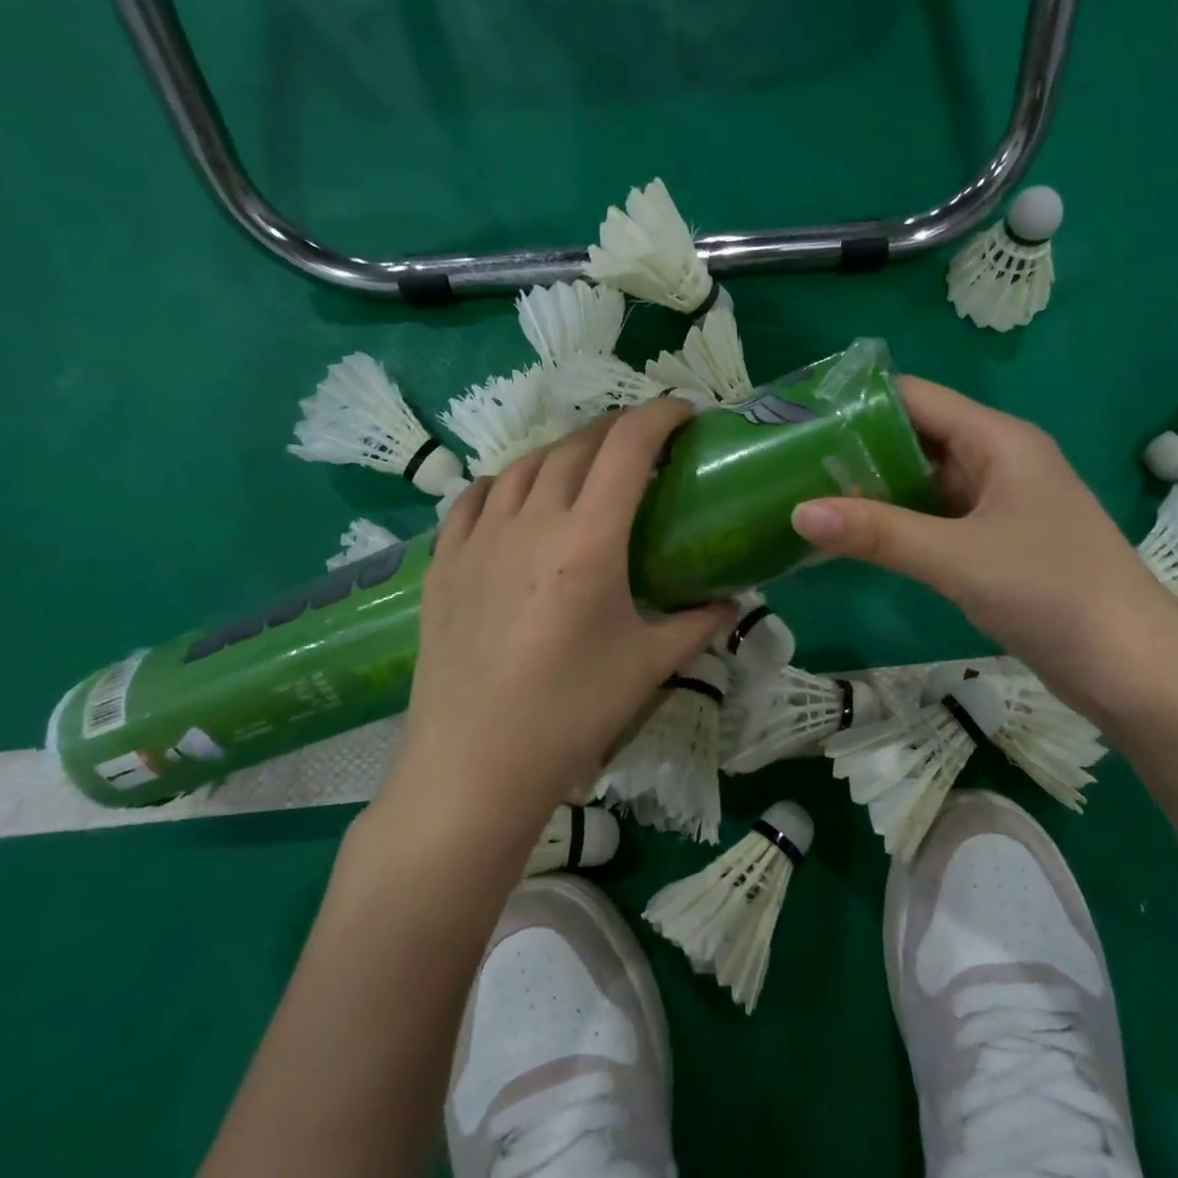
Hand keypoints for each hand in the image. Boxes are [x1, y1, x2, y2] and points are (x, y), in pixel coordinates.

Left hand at [376, 399, 732, 833]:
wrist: (473, 766)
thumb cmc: (571, 714)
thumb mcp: (648, 664)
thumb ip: (698, 622)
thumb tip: (734, 602)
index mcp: (588, 540)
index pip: (628, 447)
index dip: (661, 415)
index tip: (686, 411)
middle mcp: (531, 521)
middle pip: (578, 445)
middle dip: (618, 430)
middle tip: (645, 444)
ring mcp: (479, 537)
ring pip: (525, 464)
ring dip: (564, 452)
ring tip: (586, 468)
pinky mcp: (443, 561)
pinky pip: (475, 498)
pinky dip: (506, 482)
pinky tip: (517, 496)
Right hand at [789, 377, 1177, 723]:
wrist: (1136, 671)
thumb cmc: (1054, 593)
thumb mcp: (958, 559)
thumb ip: (878, 533)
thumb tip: (798, 512)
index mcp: (998, 440)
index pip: (915, 397)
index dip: (856, 401)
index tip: (799, 418)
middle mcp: (997, 460)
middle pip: (915, 437)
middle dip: (856, 448)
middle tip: (789, 462)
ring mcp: (998, 504)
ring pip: (922, 482)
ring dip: (873, 489)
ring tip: (806, 495)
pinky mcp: (996, 543)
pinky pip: (934, 519)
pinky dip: (895, 523)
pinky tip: (853, 537)